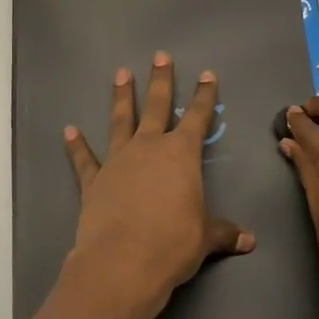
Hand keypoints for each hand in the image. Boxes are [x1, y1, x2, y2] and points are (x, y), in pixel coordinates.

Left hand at [60, 52, 254, 318]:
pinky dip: (77, 146)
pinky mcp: (94, 180)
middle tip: (160, 56)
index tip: (207, 74)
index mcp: (181, 155)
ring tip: (120, 73)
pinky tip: (69, 131)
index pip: (197, 118)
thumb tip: (249, 241)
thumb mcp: (205, 238)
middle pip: (157, 106)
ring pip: (121, 121)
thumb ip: (224, 233)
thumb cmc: (172, 244)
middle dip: (160, 81)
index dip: (204, 96)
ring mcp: (118, 161)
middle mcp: (149, 148)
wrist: (122, 262)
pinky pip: (85, 159)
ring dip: (121, 97)